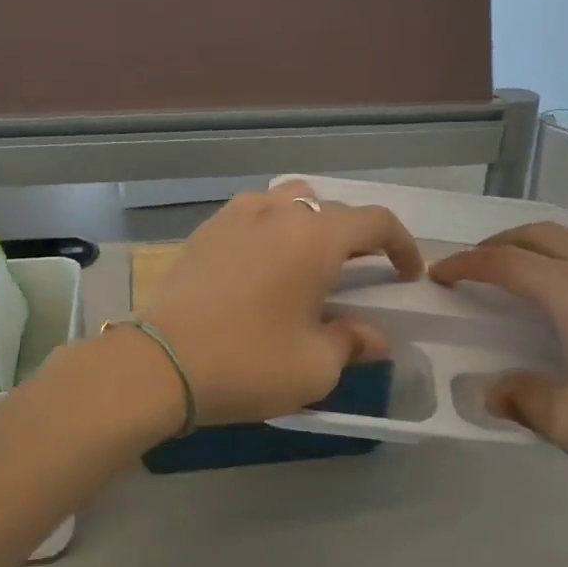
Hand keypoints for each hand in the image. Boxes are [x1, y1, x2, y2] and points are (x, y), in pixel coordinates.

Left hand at [137, 180, 423, 425]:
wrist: (160, 363)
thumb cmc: (247, 362)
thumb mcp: (314, 366)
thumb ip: (353, 342)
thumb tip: (376, 338)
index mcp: (315, 237)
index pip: (375, 221)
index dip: (401, 244)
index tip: (407, 273)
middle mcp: (278, 212)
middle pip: (332, 208)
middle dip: (357, 236)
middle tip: (362, 271)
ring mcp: (237, 215)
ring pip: (289, 200)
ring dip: (311, 223)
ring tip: (311, 259)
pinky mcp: (206, 229)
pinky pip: (253, 213)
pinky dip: (273, 228)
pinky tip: (264, 263)